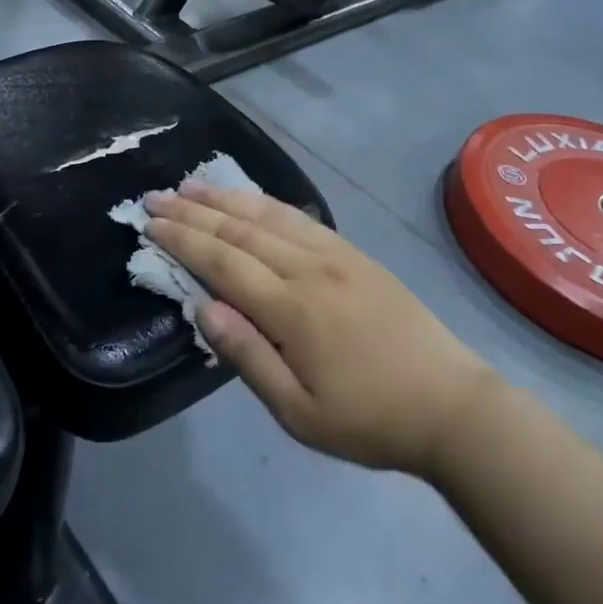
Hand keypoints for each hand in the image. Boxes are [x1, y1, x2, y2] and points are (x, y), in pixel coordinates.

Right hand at [143, 183, 493, 479]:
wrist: (452, 407)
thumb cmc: (370, 419)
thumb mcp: (299, 412)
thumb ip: (248, 356)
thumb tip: (203, 307)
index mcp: (293, 309)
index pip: (223, 262)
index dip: (183, 240)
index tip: (150, 222)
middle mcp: (310, 269)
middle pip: (241, 230)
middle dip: (194, 210)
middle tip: (156, 194)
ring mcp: (337, 256)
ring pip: (270, 216)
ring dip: (226, 197)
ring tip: (192, 184)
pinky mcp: (356, 255)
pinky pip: (302, 218)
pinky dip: (267, 203)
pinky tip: (251, 198)